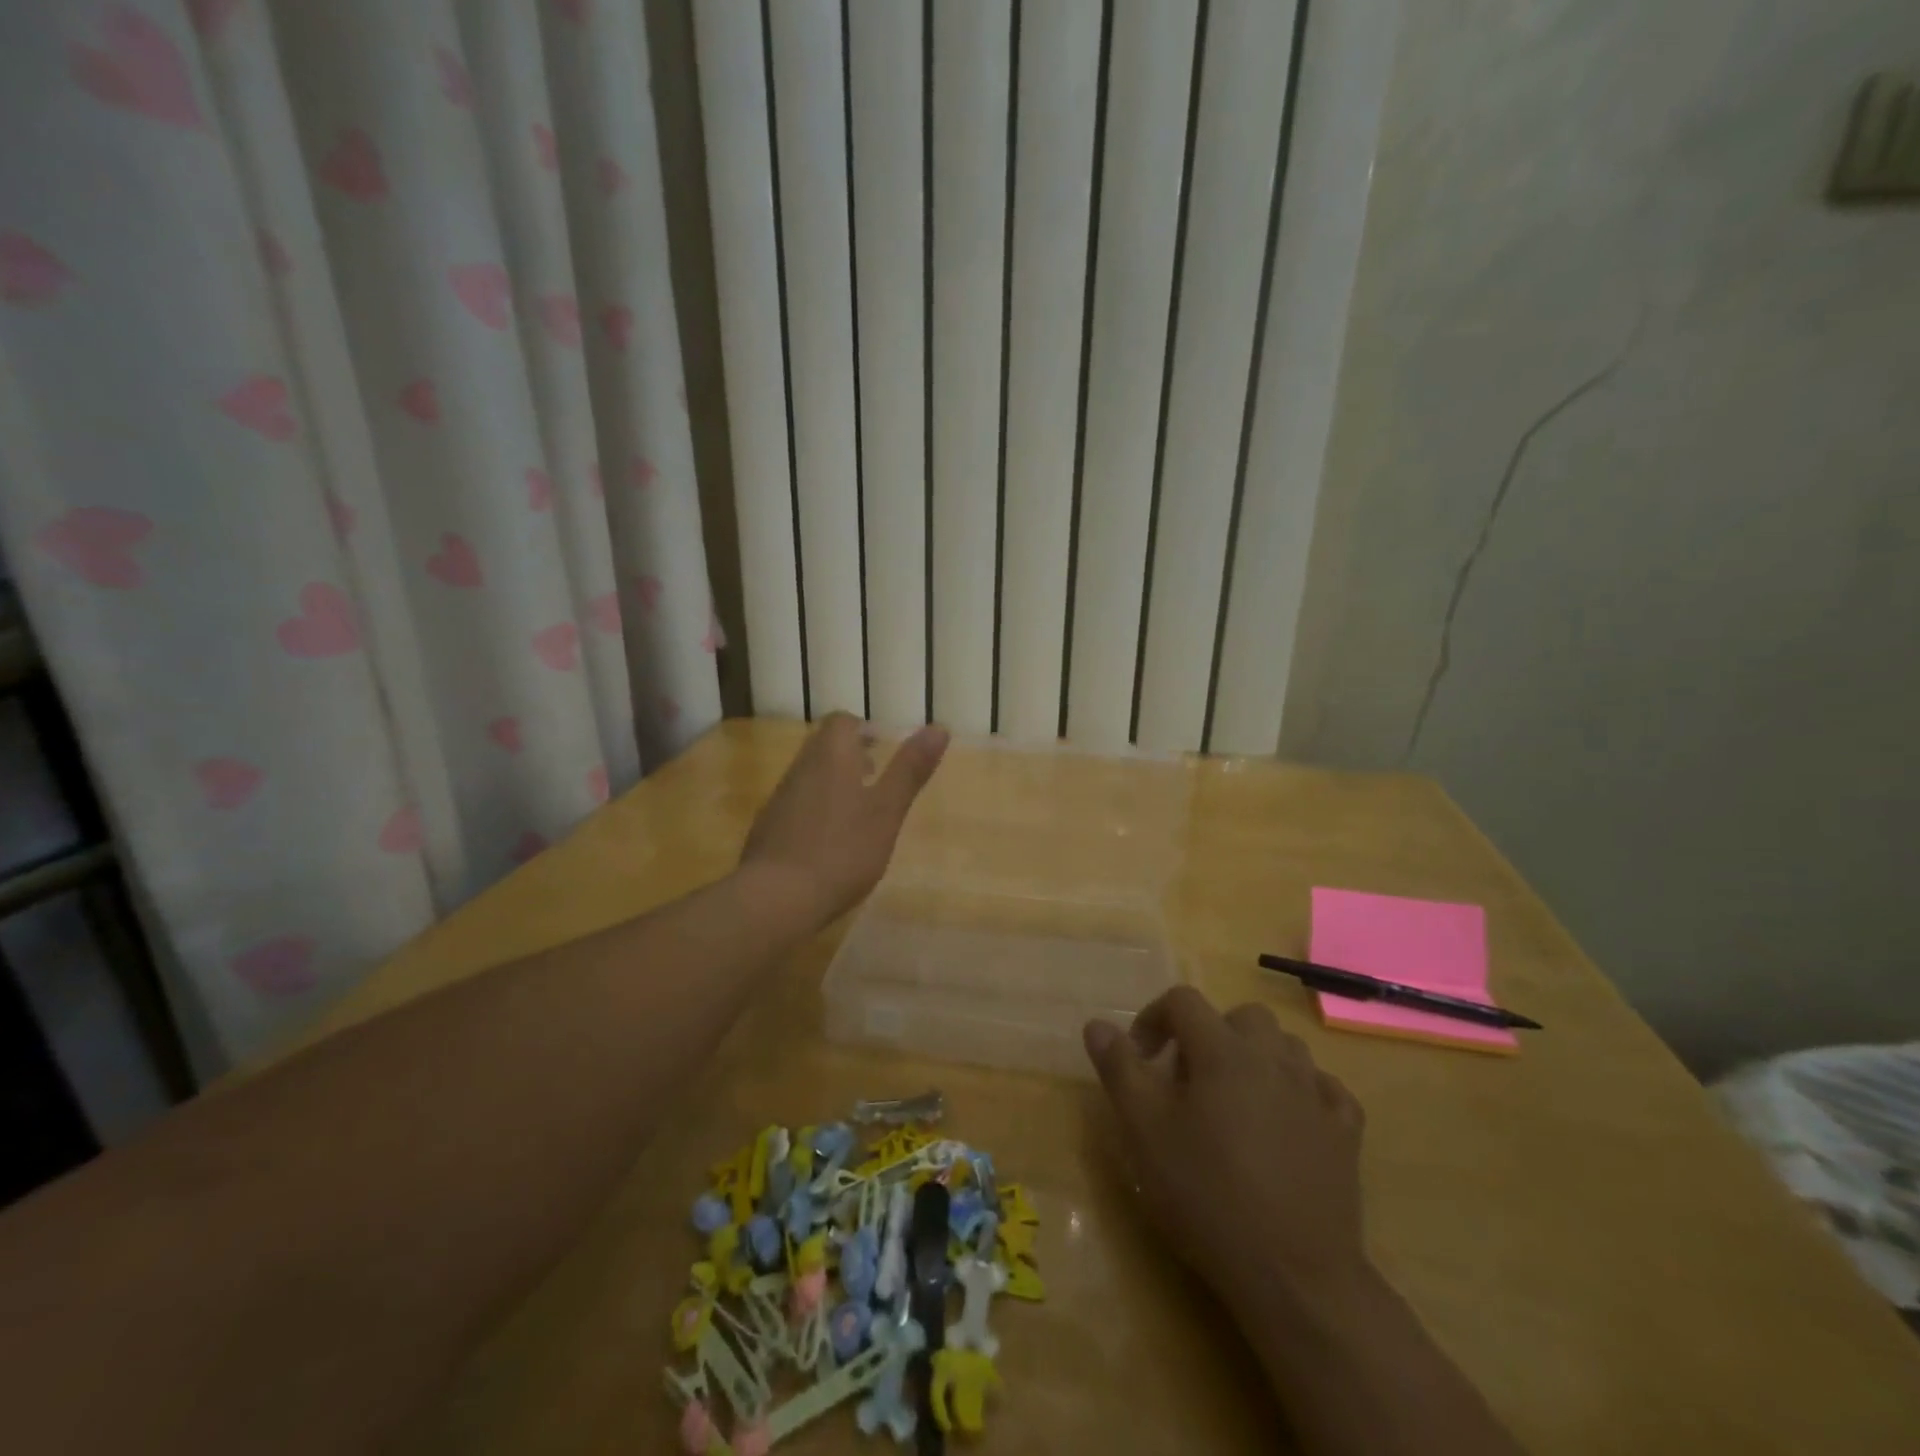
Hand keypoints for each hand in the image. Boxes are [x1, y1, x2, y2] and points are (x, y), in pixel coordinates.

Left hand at [740, 713, 948, 926]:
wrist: (776, 897)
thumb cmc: (841, 851)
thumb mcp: (887, 811)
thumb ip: (910, 770)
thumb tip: (939, 727)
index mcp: (831, 757)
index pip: (842, 722)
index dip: (863, 730)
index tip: (883, 749)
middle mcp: (801, 769)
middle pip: (823, 747)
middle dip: (850, 755)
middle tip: (875, 778)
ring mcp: (779, 799)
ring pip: (809, 776)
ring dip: (833, 783)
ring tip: (858, 813)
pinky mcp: (767, 829)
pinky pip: (796, 805)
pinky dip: (816, 811)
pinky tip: (830, 842)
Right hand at [1084, 988, 1368, 1310]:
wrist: (1295, 1275)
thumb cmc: (1207, 1194)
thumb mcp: (1144, 1130)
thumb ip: (1119, 1068)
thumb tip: (1097, 1025)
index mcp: (1222, 1050)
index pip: (1183, 1001)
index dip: (1154, 1018)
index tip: (1141, 1057)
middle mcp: (1272, 1057)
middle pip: (1241, 1016)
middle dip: (1210, 1033)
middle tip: (1189, 1078)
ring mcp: (1315, 1093)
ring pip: (1285, 1046)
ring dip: (1256, 1057)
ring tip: (1235, 1098)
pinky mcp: (1345, 1132)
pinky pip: (1324, 1088)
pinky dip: (1302, 1091)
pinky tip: (1287, 1121)